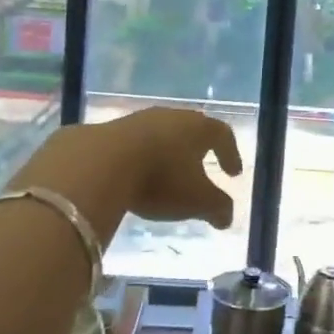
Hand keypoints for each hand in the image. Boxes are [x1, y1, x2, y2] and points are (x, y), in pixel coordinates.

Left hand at [13, 109, 243, 237]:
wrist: (100, 162)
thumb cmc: (161, 179)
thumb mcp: (197, 201)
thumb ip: (217, 208)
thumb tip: (227, 218)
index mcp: (199, 128)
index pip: (223, 134)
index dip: (231, 153)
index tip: (233, 173)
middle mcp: (172, 116)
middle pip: (192, 128)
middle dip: (199, 148)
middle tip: (203, 165)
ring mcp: (140, 120)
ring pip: (162, 133)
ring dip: (169, 151)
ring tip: (168, 172)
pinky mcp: (111, 129)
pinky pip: (136, 142)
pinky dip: (144, 156)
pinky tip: (138, 173)